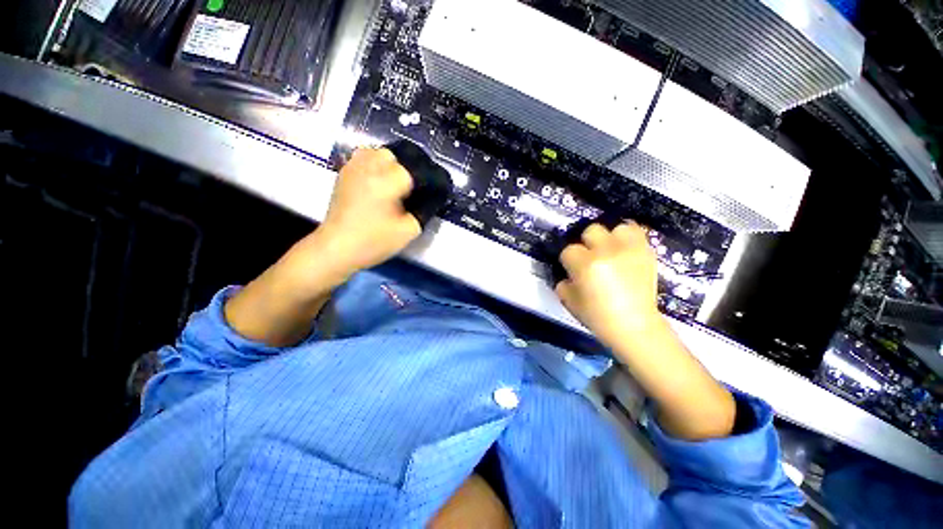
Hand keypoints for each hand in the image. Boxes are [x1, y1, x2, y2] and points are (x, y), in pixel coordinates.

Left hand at [314, 148, 421, 279]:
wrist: (337, 248)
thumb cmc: (374, 241)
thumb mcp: (408, 231)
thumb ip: (424, 212)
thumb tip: (430, 199)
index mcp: (387, 181)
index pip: (414, 170)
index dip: (424, 182)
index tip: (427, 195)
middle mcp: (369, 168)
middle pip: (395, 156)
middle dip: (406, 170)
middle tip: (410, 190)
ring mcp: (354, 169)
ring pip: (377, 153)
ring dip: (389, 165)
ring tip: (394, 183)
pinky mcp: (344, 174)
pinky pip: (363, 158)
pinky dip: (374, 164)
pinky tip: (378, 181)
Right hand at [555, 222, 663, 347]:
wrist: (634, 325)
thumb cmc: (597, 316)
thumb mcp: (569, 301)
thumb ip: (563, 282)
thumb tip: (568, 273)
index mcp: (586, 265)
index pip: (568, 250)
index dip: (568, 261)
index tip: (572, 270)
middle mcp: (607, 252)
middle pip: (591, 231)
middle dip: (587, 244)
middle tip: (591, 258)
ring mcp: (629, 250)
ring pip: (615, 227)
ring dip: (610, 238)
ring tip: (611, 252)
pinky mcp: (646, 252)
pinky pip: (636, 232)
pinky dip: (628, 238)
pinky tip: (624, 250)